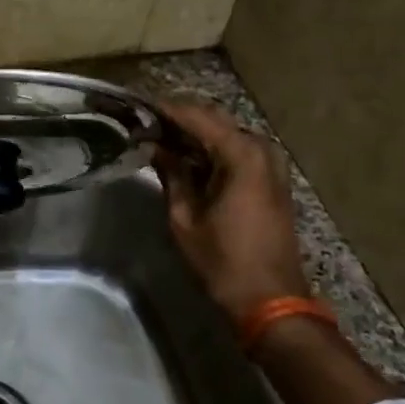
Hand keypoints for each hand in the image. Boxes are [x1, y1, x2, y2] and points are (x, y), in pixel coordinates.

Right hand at [152, 100, 308, 316]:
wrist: (269, 298)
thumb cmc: (222, 260)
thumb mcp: (185, 217)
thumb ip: (171, 174)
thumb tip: (155, 146)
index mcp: (241, 155)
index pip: (195, 116)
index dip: (163, 109)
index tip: (134, 105)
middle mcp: (260, 149)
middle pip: (213, 119)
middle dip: (178, 117)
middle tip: (142, 120)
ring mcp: (270, 163)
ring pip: (224, 132)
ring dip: (193, 131)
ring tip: (157, 135)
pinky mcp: (270, 178)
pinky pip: (236, 149)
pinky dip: (210, 147)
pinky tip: (184, 154)